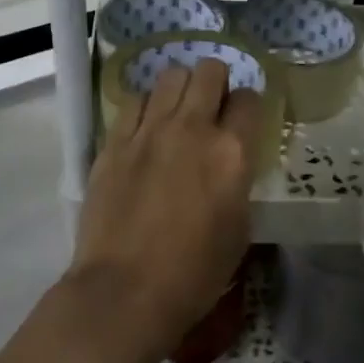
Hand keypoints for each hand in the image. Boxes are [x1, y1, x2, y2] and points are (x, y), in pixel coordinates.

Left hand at [68, 57, 262, 362]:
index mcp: (232, 153)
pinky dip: (146, 107)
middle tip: (212, 107)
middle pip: (209, 71)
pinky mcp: (114, 142)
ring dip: (181, 88)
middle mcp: (192, 128)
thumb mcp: (239, 228)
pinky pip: (134, 101)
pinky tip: (146, 129)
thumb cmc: (194, 272)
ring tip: (178, 112)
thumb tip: (229, 163)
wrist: (126, 291)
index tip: (243, 121)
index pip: (249, 99)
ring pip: (170, 75)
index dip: (248, 107)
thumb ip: (238, 181)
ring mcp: (148, 131)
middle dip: (216, 82)